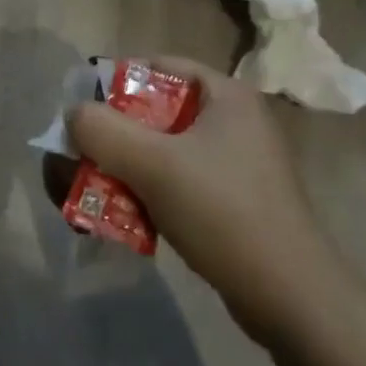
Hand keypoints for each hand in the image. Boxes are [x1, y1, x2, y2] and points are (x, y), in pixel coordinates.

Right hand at [67, 58, 347, 342]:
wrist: (291, 300)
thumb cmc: (224, 213)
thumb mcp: (153, 163)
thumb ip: (102, 129)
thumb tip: (74, 115)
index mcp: (224, 95)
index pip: (157, 66)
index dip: (113, 83)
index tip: (83, 114)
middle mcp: (232, 121)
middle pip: (152, 112)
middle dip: (109, 137)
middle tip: (78, 161)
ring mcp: (233, 163)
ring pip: (159, 152)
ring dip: (120, 170)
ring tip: (89, 197)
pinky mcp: (231, 201)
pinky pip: (174, 183)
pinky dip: (143, 194)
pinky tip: (121, 221)